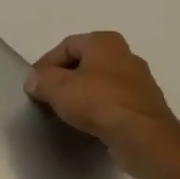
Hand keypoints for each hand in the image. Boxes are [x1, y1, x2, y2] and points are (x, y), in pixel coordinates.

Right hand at [25, 31, 179, 178]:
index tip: (34, 84)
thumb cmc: (98, 101)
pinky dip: (98, 109)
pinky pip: (114, 103)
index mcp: (105, 42)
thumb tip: (34, 81)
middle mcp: (126, 55)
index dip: (46, 63)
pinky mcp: (146, 107)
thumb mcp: (57, 87)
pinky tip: (87, 124)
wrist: (142, 136)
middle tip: (47, 96)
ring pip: (101, 83)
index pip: (67, 45)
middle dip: (64, 78)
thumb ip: (41, 80)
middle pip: (85, 63)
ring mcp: (139, 82)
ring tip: (65, 112)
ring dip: (82, 95)